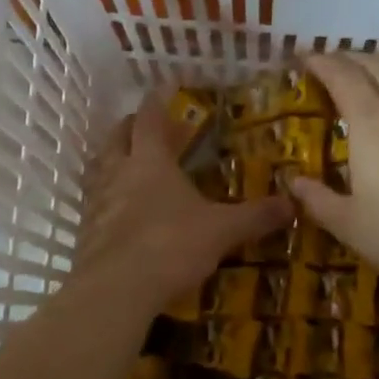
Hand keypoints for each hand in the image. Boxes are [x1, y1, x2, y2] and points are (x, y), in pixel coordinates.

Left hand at [73, 94, 290, 311]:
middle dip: (131, 127)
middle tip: (146, 127)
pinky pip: (94, 203)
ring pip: (99, 168)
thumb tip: (293, 203)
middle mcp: (117, 173)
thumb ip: (255, 216)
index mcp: (150, 161)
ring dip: (113, 160)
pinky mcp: (85, 231)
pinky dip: (106, 197)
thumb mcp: (222, 231)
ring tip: (129, 164)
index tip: (163, 89)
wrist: (115, 290)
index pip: (149, 118)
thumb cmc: (171, 246)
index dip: (156, 101)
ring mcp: (96, 202)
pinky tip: (118, 211)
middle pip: (117, 137)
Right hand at [288, 54, 378, 306]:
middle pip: (376, 65)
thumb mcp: (349, 226)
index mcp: (372, 125)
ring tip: (365, 74)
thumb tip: (294, 182)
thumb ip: (317, 199)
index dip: (321, 62)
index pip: (343, 77)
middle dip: (348, 57)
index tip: (304, 58)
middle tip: (328, 65)